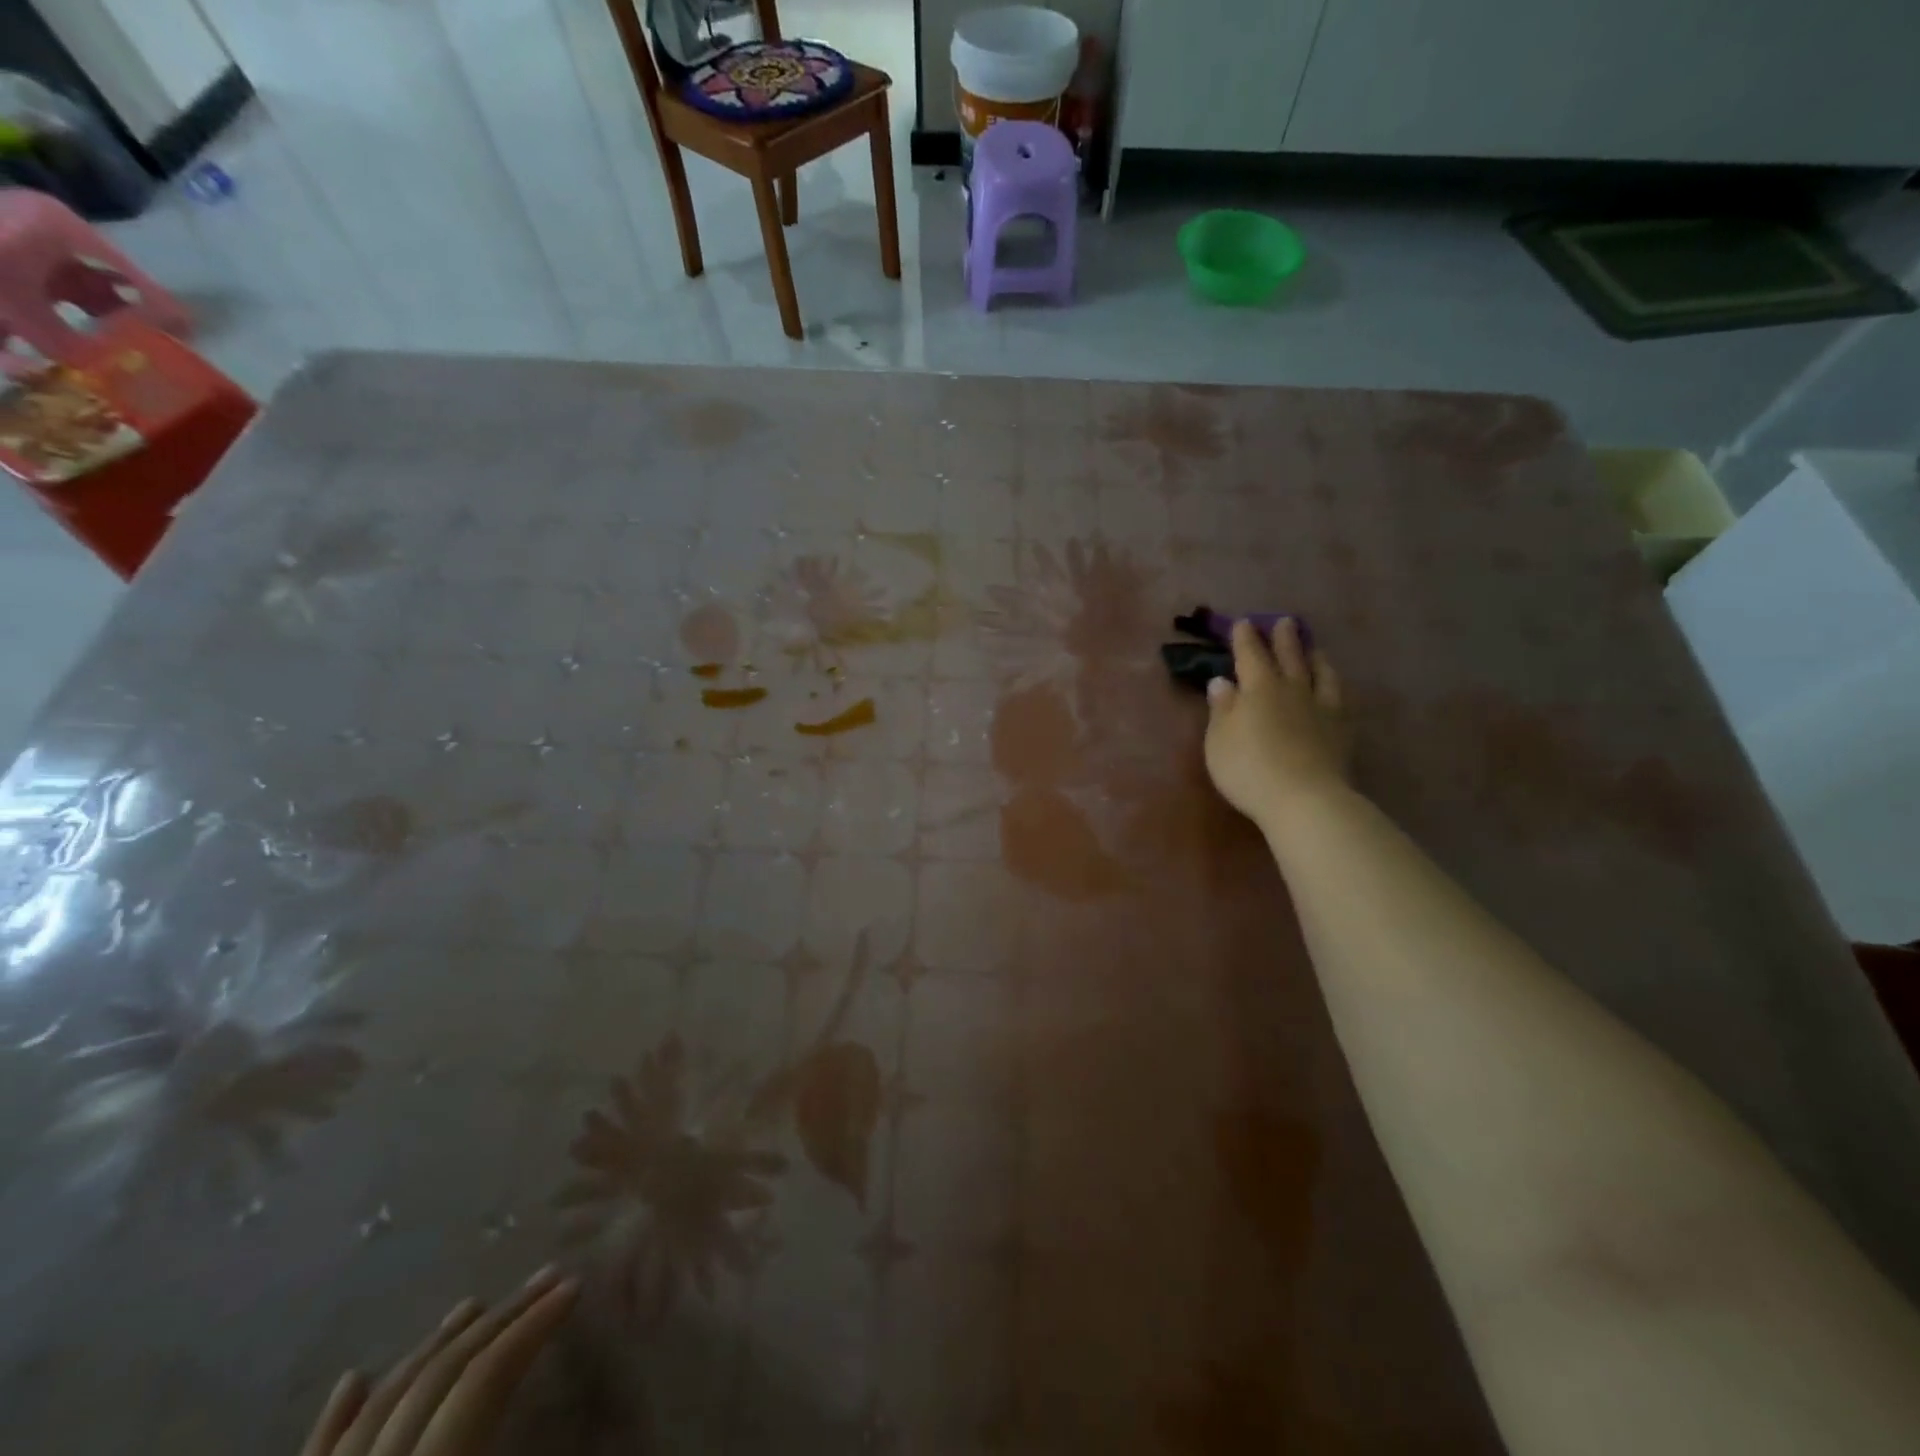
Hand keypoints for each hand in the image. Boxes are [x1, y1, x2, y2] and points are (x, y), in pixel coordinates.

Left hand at [300, 1265, 580, 1455]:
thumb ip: (517, 1438)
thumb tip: (578, 1398)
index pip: (482, 1382)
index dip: (532, 1328)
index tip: (575, 1284)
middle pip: (436, 1380)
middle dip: (500, 1320)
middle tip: (549, 1274)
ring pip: (379, 1405)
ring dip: (432, 1348)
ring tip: (474, 1305)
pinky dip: (336, 1416)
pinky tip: (354, 1378)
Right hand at [1204, 618, 1348, 831]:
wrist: (1304, 799)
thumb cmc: (1249, 769)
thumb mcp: (1219, 740)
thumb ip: (1221, 709)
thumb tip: (1222, 681)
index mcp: (1258, 688)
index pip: (1250, 655)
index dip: (1245, 638)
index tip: (1243, 622)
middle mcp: (1292, 690)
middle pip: (1289, 657)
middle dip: (1284, 639)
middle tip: (1284, 622)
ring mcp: (1321, 709)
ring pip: (1320, 674)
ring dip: (1315, 658)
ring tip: (1314, 649)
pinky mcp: (1341, 730)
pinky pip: (1339, 698)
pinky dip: (1334, 686)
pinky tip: (1334, 688)